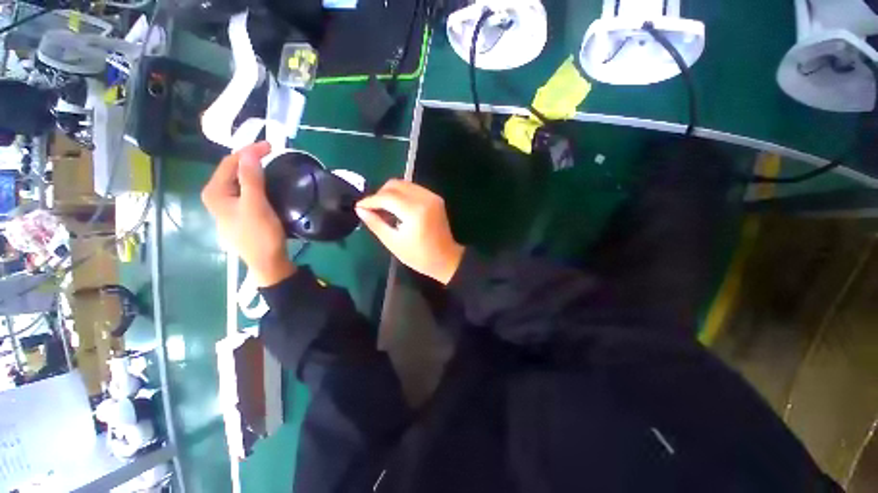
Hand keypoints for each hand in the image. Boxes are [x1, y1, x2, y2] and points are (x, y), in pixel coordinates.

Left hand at [201, 141, 294, 286]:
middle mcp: (216, 198)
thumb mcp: (255, 204)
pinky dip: (255, 184)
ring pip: (239, 182)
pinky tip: (266, 185)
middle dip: (250, 160)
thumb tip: (249, 153)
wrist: (267, 262)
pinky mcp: (240, 215)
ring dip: (253, 172)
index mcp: (215, 193)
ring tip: (271, 166)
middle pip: (232, 171)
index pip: (229, 163)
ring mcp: (227, 208)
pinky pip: (245, 192)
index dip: (248, 151)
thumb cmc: (260, 234)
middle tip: (272, 154)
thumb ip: (251, 178)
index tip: (271, 146)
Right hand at [356, 179, 463, 284]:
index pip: (387, 197)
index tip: (359, 206)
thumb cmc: (419, 256)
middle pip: (395, 184)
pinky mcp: (435, 198)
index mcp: (414, 211)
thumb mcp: (393, 242)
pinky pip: (413, 189)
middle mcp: (424, 198)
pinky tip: (397, 208)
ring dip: (390, 193)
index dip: (370, 200)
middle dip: (380, 194)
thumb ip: (376, 223)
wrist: (446, 259)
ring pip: (404, 184)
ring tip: (383, 209)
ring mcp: (432, 196)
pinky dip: (401, 194)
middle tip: (372, 208)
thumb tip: (360, 209)